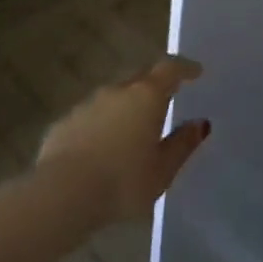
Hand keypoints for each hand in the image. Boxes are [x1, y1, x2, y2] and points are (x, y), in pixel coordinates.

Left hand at [36, 57, 211, 231]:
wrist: (62, 193)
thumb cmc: (122, 183)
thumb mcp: (162, 170)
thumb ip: (182, 144)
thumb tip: (200, 124)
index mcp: (145, 96)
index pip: (169, 69)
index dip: (184, 68)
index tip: (195, 71)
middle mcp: (116, 91)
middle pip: (140, 78)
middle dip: (154, 84)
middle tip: (166, 98)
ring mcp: (87, 104)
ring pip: (113, 96)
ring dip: (126, 105)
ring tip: (134, 126)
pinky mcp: (65, 122)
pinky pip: (91, 116)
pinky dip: (102, 124)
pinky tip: (102, 146)